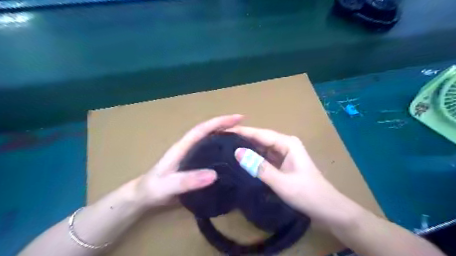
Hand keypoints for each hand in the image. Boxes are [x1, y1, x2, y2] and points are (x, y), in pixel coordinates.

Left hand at [134, 115, 243, 208]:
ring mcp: (192, 157)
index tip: (239, 118)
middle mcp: (189, 148)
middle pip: (210, 132)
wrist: (144, 197)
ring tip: (243, 142)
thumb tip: (214, 174)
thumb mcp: (167, 185)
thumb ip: (187, 180)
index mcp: (183, 146)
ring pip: (211, 142)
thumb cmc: (152, 189)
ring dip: (226, 138)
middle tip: (247, 131)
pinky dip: (222, 152)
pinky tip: (231, 159)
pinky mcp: (194, 166)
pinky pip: (211, 155)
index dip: (221, 122)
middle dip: (227, 127)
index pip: (203, 129)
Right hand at [230, 127, 357, 226]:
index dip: (242, 132)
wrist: (327, 209)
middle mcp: (285, 144)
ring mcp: (283, 154)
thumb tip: (236, 152)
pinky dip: (253, 158)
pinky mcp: (281, 163)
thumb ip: (258, 167)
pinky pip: (264, 157)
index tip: (223, 131)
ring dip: (246, 148)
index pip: (260, 134)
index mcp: (287, 143)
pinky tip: (241, 160)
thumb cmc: (307, 194)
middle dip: (242, 139)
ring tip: (226, 148)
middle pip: (260, 139)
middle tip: (221, 140)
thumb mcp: (281, 182)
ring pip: (261, 148)